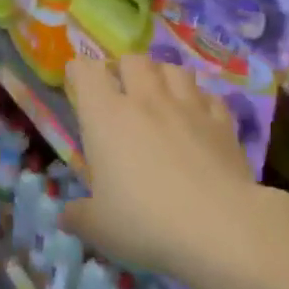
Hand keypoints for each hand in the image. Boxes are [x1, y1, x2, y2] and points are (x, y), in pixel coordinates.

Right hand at [62, 54, 259, 278]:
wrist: (220, 227)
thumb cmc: (146, 222)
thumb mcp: (99, 228)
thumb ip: (78, 216)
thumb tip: (66, 216)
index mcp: (107, 117)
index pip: (87, 73)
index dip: (80, 70)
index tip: (77, 78)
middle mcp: (146, 100)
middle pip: (133, 61)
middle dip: (124, 68)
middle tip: (121, 88)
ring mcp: (189, 107)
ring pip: (174, 69)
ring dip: (163, 76)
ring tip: (161, 94)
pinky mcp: (223, 123)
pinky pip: (209, 96)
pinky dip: (200, 100)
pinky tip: (199, 115)